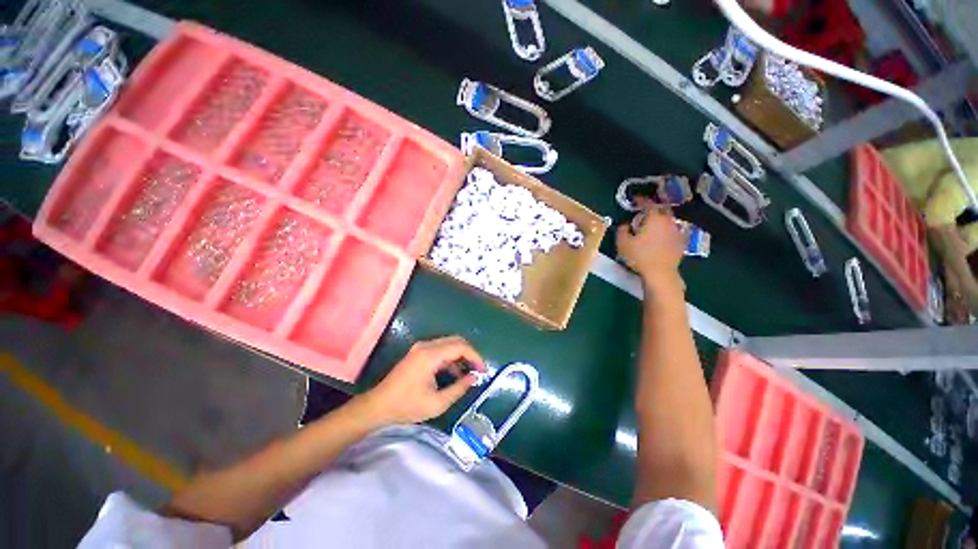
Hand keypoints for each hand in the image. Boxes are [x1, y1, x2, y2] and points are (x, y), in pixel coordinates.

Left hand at [360, 336, 485, 425]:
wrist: (378, 406)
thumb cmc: (407, 406)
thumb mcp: (437, 403)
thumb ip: (459, 388)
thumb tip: (474, 378)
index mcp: (430, 355)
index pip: (460, 346)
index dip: (475, 357)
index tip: (483, 371)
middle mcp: (426, 346)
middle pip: (456, 341)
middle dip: (470, 354)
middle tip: (478, 370)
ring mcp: (421, 347)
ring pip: (449, 344)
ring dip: (461, 356)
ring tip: (468, 374)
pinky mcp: (418, 352)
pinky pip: (441, 349)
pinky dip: (451, 358)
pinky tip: (454, 373)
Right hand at [616, 206, 684, 285]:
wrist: (660, 273)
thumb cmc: (639, 256)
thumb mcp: (623, 243)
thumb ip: (622, 230)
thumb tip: (625, 224)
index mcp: (654, 219)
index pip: (648, 204)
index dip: (641, 200)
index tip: (635, 199)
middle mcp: (668, 221)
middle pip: (663, 209)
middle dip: (654, 208)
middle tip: (645, 212)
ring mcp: (676, 232)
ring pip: (669, 220)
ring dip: (661, 219)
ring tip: (653, 224)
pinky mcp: (681, 242)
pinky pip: (674, 231)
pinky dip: (668, 230)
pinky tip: (664, 235)